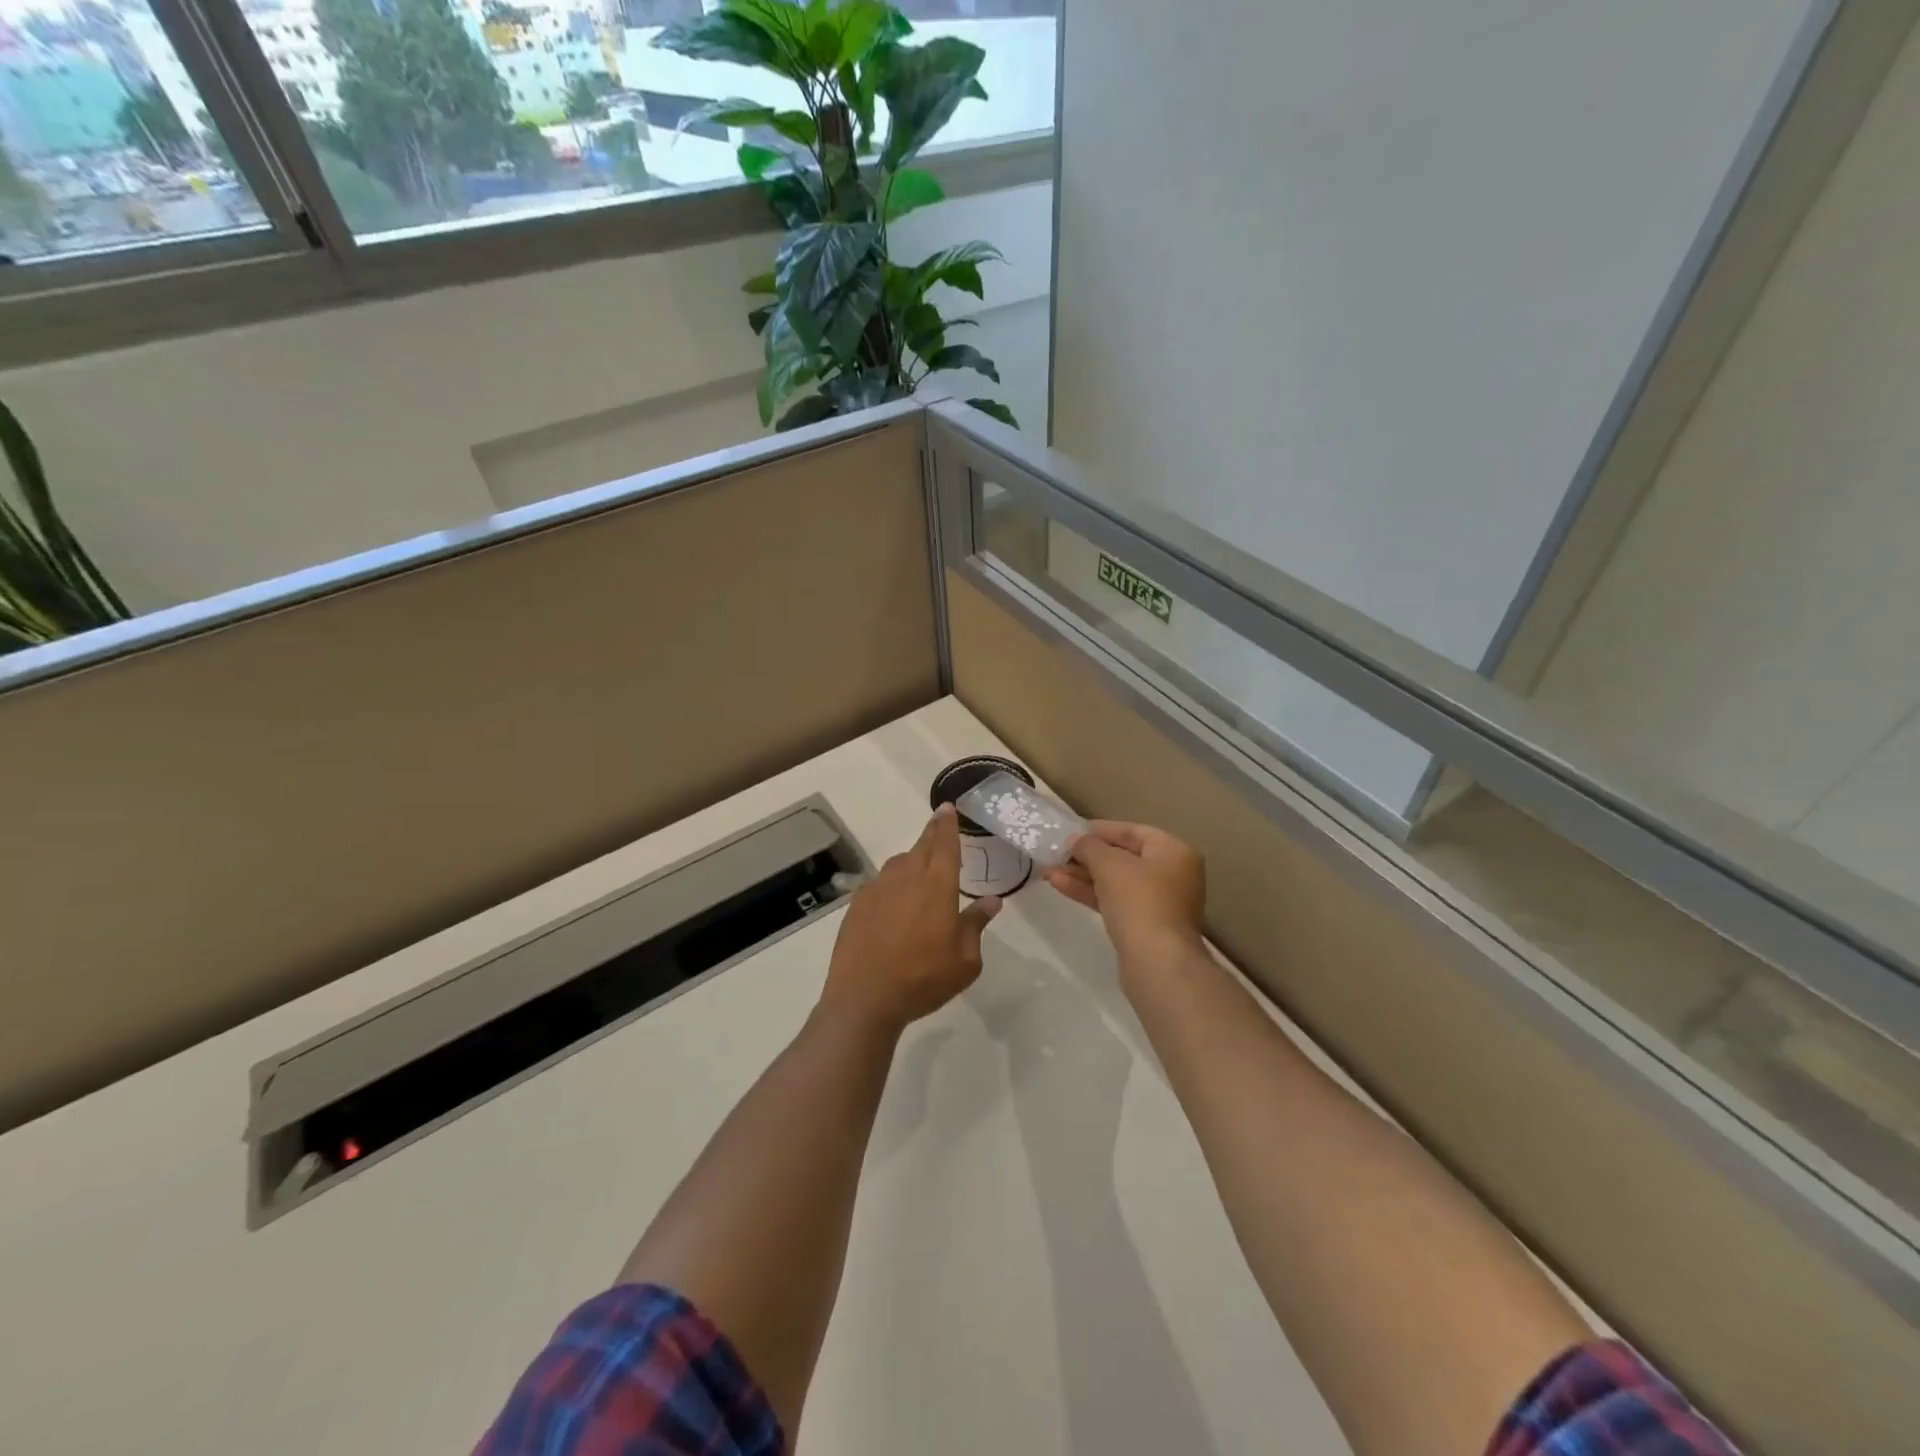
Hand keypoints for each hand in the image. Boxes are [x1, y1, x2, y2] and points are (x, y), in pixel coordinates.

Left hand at [820, 805, 1000, 1033]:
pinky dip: (891, 883)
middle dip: (931, 833)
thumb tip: (992, 901)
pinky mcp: (857, 905)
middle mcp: (907, 879)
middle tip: (938, 824)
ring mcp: (878, 889)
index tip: (947, 807)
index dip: (947, 824)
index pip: (945, 845)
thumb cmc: (923, 979)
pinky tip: (893, 902)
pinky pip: (880, 883)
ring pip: (899, 863)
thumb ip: (976, 925)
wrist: (864, 998)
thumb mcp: (965, 961)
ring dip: (912, 859)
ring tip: (919, 870)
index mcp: (937, 887)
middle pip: (921, 847)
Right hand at [1044, 821, 1205, 970]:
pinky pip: (1115, 901)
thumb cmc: (1138, 901)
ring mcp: (1159, 903)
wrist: (1157, 963)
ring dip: (1082, 875)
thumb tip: (1076, 841)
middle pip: (1123, 857)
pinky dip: (1090, 893)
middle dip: (1087, 856)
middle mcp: (1172, 874)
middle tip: (1057, 854)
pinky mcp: (1145, 926)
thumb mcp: (1109, 864)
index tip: (1071, 832)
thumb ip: (1090, 846)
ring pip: (1115, 882)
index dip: (1099, 830)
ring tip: (1048, 871)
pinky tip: (1060, 886)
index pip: (1132, 831)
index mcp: (1174, 852)